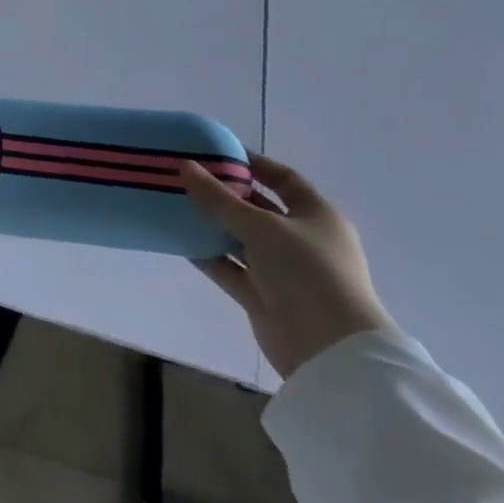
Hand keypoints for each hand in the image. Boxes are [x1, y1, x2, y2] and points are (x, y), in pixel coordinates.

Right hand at [179, 155, 396, 378]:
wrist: (329, 350)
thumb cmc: (306, 272)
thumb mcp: (260, 226)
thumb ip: (218, 198)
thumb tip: (184, 166)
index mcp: (317, 216)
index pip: (283, 179)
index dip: (253, 163)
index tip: (216, 152)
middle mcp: (302, 240)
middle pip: (258, 208)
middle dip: (224, 194)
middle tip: (186, 177)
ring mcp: (282, 270)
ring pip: (240, 239)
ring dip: (211, 224)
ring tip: (174, 204)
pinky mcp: (263, 296)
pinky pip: (230, 268)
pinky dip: (208, 255)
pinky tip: (178, 240)